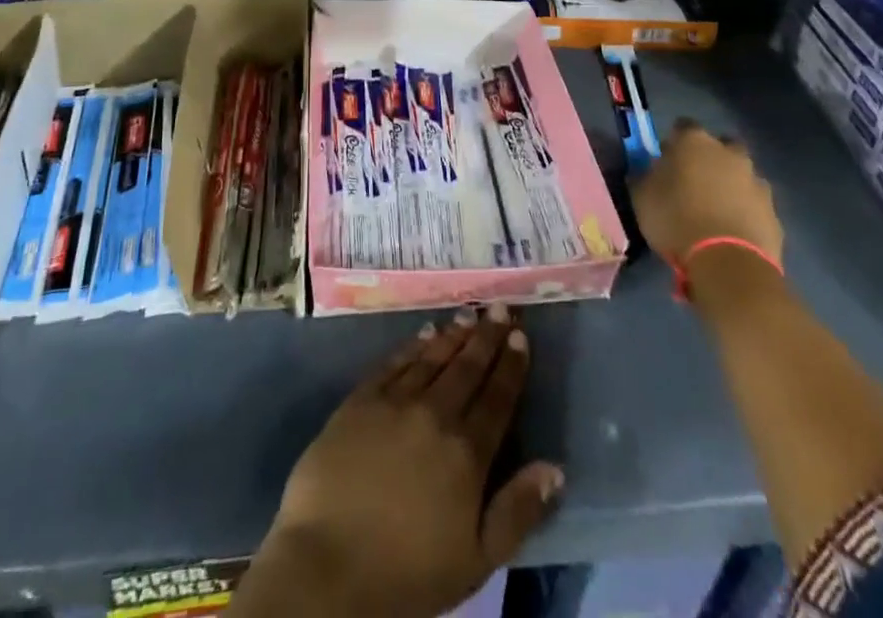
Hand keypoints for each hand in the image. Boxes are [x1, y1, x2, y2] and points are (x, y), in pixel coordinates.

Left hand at [239, 308, 562, 617]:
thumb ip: (518, 511)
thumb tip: (554, 467)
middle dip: (487, 337)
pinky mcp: (360, 399)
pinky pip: (394, 362)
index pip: (497, 399)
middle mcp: (435, 414)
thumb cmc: (407, 573)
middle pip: (467, 368)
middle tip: (501, 309)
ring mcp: (395, 401)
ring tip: (470, 314)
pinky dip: (414, 345)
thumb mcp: (476, 561)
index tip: (521, 337)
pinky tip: (425, 333)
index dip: (511, 366)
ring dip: (454, 335)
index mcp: (467, 453)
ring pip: (433, 358)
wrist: (328, 563)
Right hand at [629, 119, 783, 272]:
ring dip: (731, 185)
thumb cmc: (676, 219)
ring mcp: (756, 182)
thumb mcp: (641, 197)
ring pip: (742, 174)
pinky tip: (732, 230)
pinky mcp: (773, 212)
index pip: (682, 126)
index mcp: (694, 141)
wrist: (728, 263)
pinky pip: (755, 204)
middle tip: (694, 181)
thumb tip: (646, 172)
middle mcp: (729, 153)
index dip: (674, 141)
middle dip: (710, 158)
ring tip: (715, 210)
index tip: (666, 159)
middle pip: (720, 145)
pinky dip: (745, 211)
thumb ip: (644, 177)